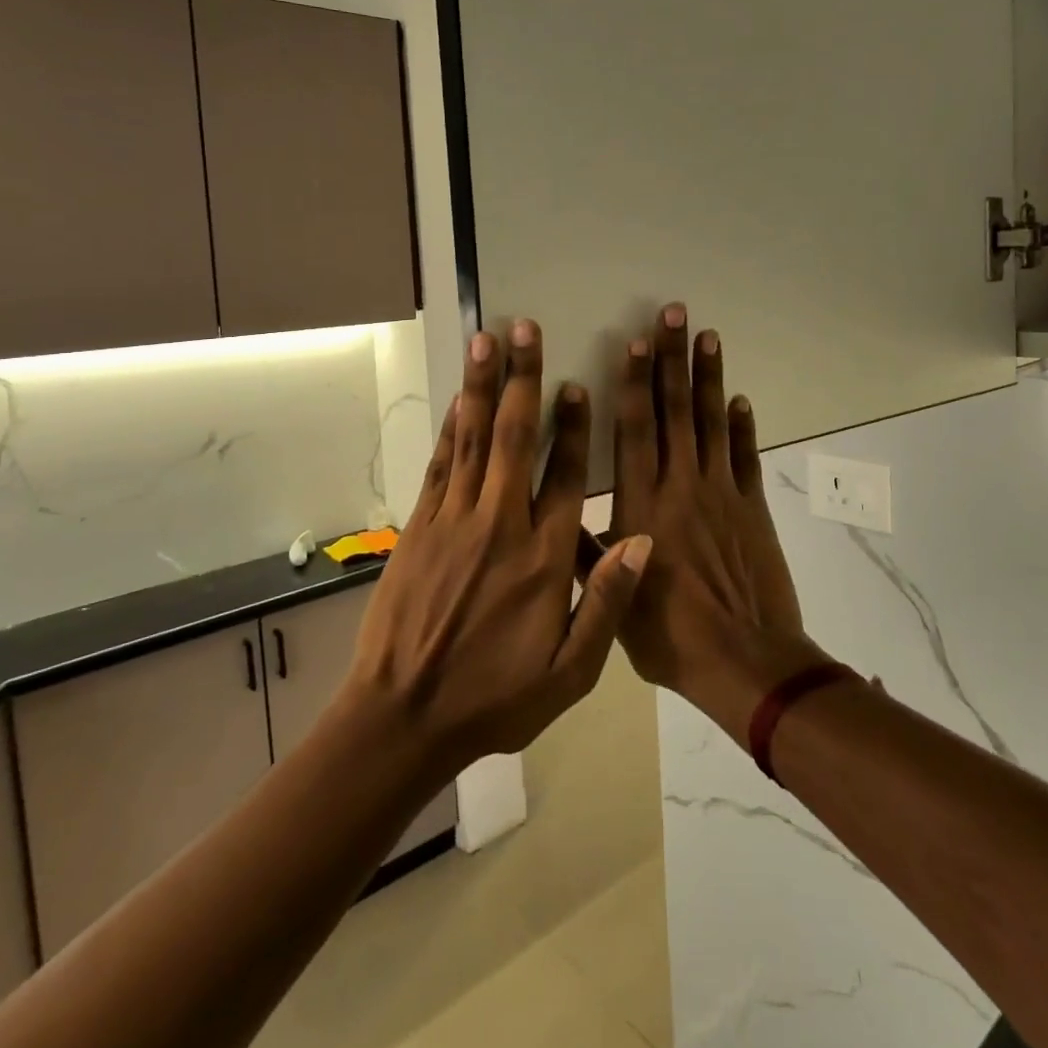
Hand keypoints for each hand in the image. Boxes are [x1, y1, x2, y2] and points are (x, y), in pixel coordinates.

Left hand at [345, 321, 652, 777]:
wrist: (403, 718)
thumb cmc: (494, 699)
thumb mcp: (569, 673)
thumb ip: (607, 603)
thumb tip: (644, 540)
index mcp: (544, 558)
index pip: (567, 476)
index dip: (573, 426)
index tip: (576, 385)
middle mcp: (500, 525)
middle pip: (514, 437)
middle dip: (521, 378)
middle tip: (523, 329)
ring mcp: (454, 521)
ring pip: (472, 439)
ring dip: (481, 386)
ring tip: (485, 340)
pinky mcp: (420, 527)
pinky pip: (440, 465)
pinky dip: (450, 428)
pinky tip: (456, 401)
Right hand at [609, 304, 815, 738]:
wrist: (744, 662)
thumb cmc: (669, 635)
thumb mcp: (612, 600)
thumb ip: (586, 552)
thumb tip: (558, 513)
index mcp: (643, 504)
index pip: (636, 430)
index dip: (635, 383)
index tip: (636, 342)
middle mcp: (682, 486)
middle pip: (676, 411)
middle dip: (673, 359)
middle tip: (674, 313)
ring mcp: (722, 493)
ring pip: (712, 423)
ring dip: (709, 378)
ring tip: (708, 336)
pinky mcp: (752, 508)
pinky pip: (746, 458)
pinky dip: (743, 427)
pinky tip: (740, 400)